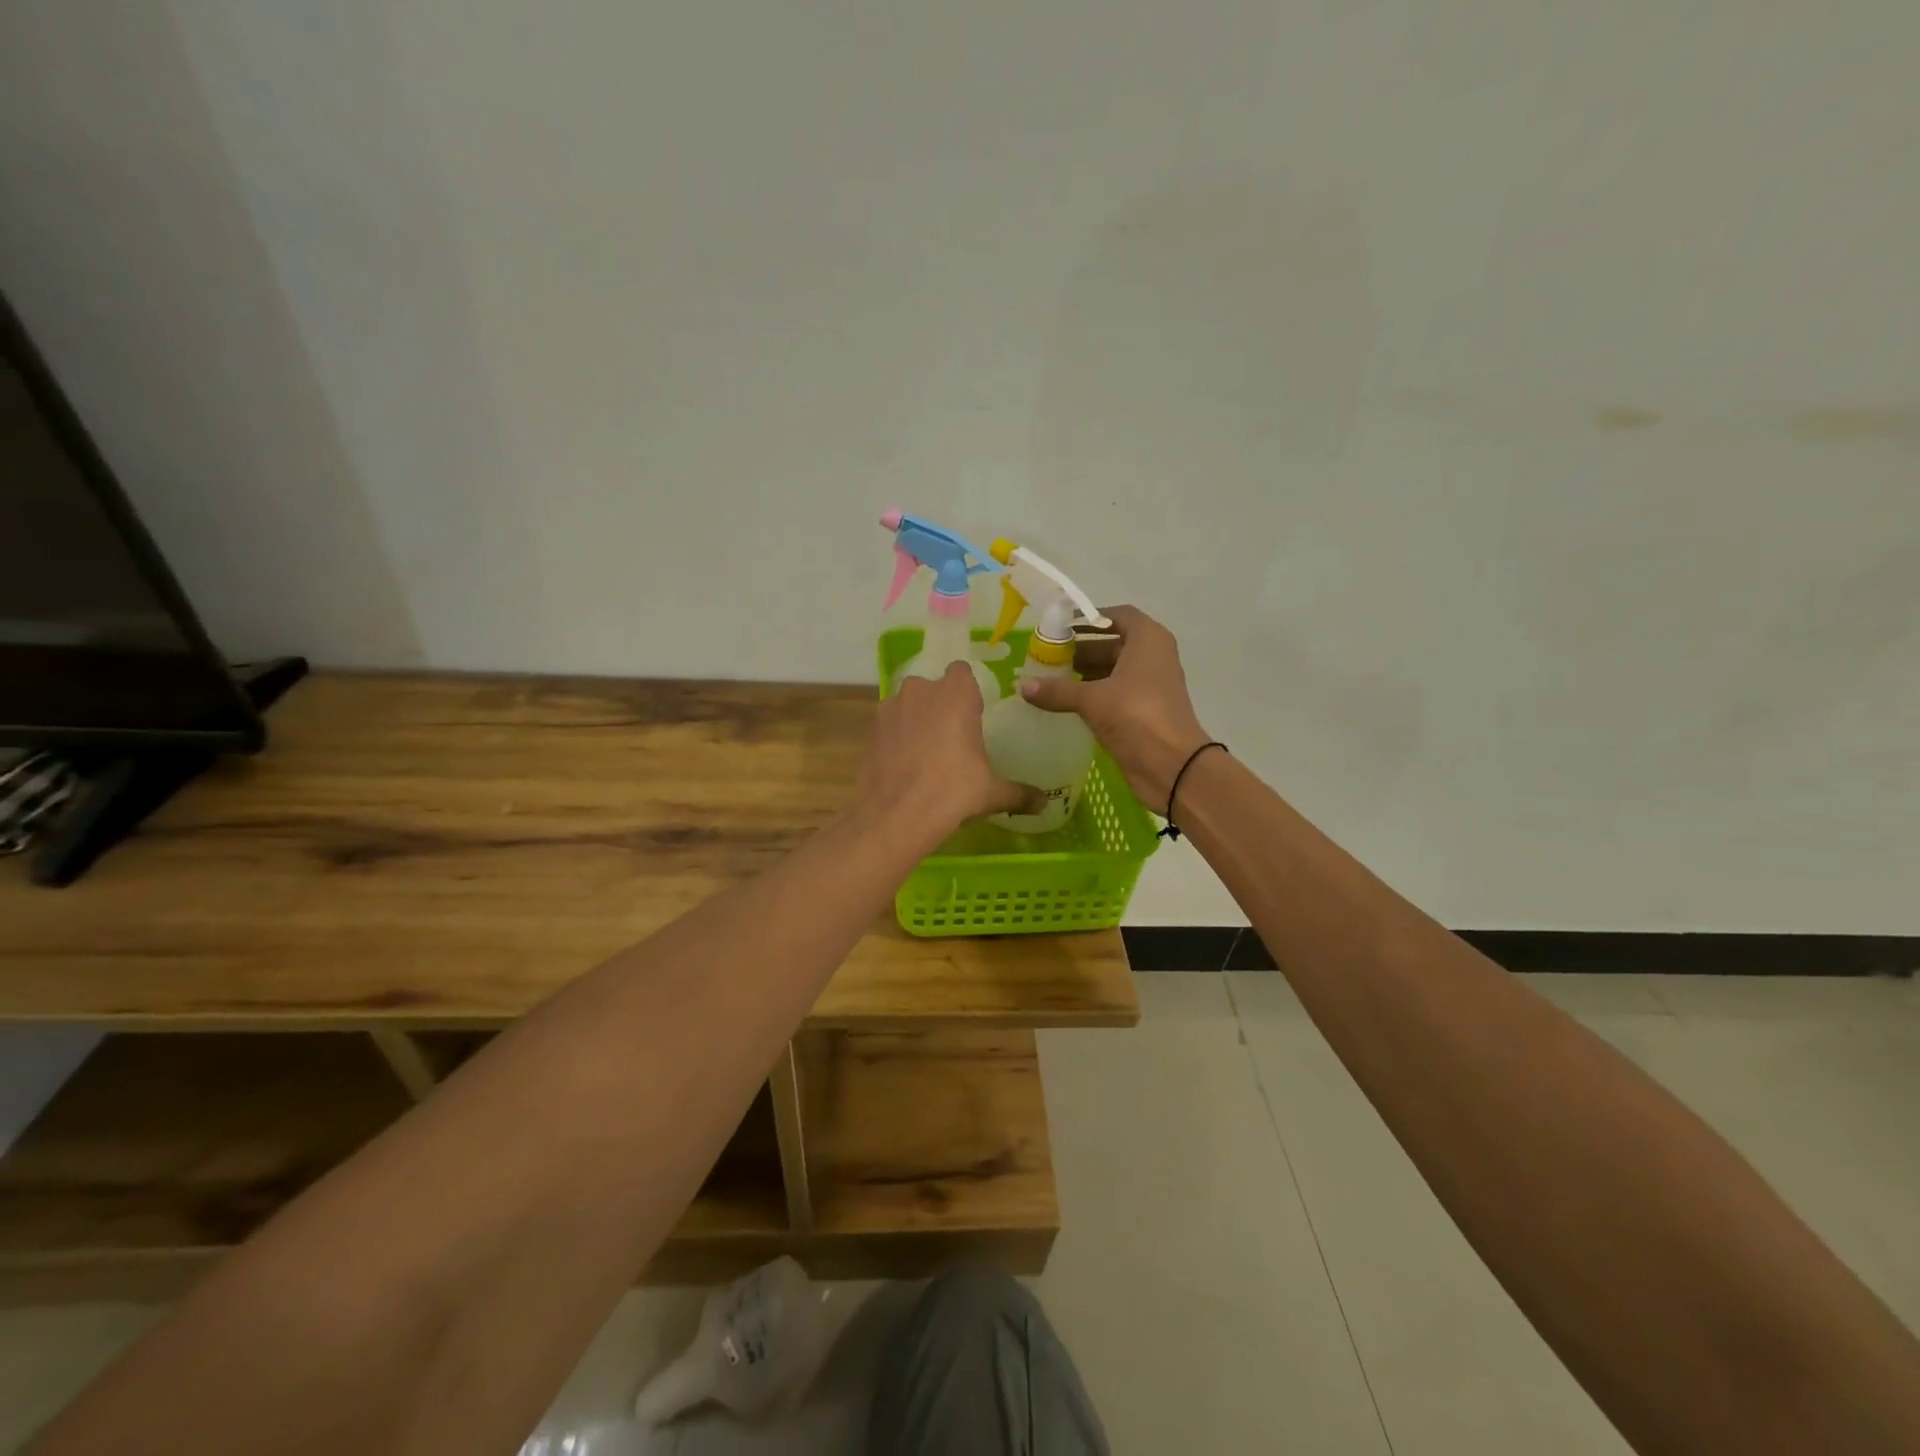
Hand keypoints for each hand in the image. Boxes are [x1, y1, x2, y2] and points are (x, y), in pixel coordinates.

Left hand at [856, 662, 1041, 840]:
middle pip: (933, 688)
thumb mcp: (991, 794)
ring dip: (917, 721)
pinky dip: (897, 739)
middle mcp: (920, 691)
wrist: (894, 816)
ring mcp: (889, 709)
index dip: (968, 691)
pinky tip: (906, 767)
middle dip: (941, 706)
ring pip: (908, 706)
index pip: (962, 671)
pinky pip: (890, 726)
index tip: (974, 716)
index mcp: (954, 695)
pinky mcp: (870, 730)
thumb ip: (1019, 793)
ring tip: (927, 755)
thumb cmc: (952, 792)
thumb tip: (1044, 804)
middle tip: (953, 739)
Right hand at [1019, 605, 1212, 813]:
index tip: (1059, 627)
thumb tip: (1021, 685)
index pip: (1117, 616)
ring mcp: (1149, 684)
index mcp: (1148, 640)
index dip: (1089, 618)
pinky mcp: (1143, 710)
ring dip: (1084, 673)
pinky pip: (1113, 692)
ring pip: (1112, 670)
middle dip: (1080, 649)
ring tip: (1049, 678)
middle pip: (1112, 643)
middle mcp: (1152, 656)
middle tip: (1046, 656)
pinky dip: (1092, 693)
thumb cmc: (1136, 716)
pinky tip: (1065, 701)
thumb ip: (1057, 690)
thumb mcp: (1092, 699)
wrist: (1172, 765)